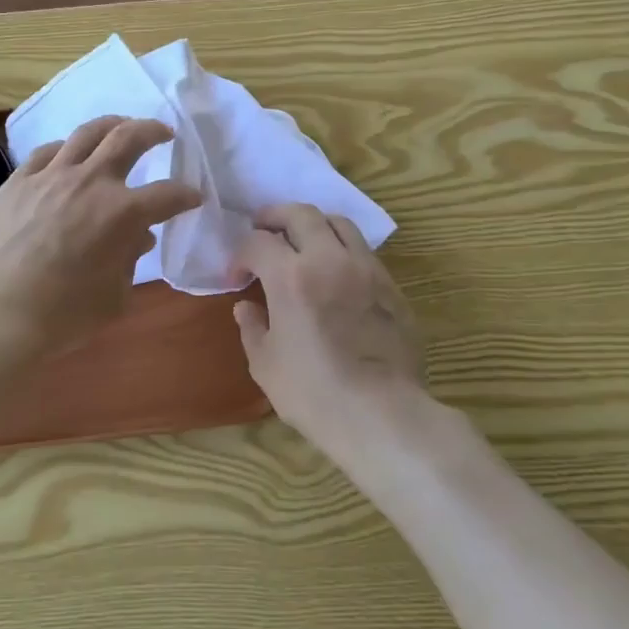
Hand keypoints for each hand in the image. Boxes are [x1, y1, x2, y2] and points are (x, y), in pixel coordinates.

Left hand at [0, 116, 200, 361]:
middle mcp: (90, 182)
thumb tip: (138, 238)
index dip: (186, 195)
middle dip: (153, 131)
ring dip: (112, 124)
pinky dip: (66, 149)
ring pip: (87, 133)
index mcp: (122, 213)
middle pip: (129, 138)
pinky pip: (47, 152)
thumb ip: (130, 260)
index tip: (193, 198)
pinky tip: (68, 153)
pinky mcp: (18, 180)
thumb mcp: (114, 296)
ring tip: (121, 125)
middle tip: (164, 133)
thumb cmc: (63, 315)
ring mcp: (51, 176)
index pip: (167, 195)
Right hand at [234, 203, 425, 458]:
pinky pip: (363, 251)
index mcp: (290, 276)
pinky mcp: (391, 286)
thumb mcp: (266, 365)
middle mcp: (329, 259)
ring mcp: (365, 269)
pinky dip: (342, 250)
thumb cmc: (314, 393)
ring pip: (338, 223)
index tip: (237, 277)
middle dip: (275, 217)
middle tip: (263, 230)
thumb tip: (246, 307)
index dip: (241, 255)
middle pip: (300, 213)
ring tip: (302, 242)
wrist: (382, 415)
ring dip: (314, 225)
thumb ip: (252, 327)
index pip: (258, 242)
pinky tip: (336, 273)